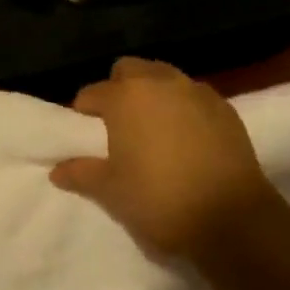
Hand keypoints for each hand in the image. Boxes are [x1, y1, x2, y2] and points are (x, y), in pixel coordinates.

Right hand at [50, 57, 275, 259]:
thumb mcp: (111, 191)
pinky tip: (185, 137)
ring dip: (153, 94)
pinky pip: (194, 96)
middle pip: (130, 70)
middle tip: (117, 123)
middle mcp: (160, 83)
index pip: (92, 93)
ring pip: (165, 78)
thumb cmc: (159, 200)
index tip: (84, 133)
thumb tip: (57, 170)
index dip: (83, 112)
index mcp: (125, 97)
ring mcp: (197, 92)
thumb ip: (81, 174)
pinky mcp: (226, 109)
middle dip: (119, 88)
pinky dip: (183, 108)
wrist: (231, 219)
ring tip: (152, 128)